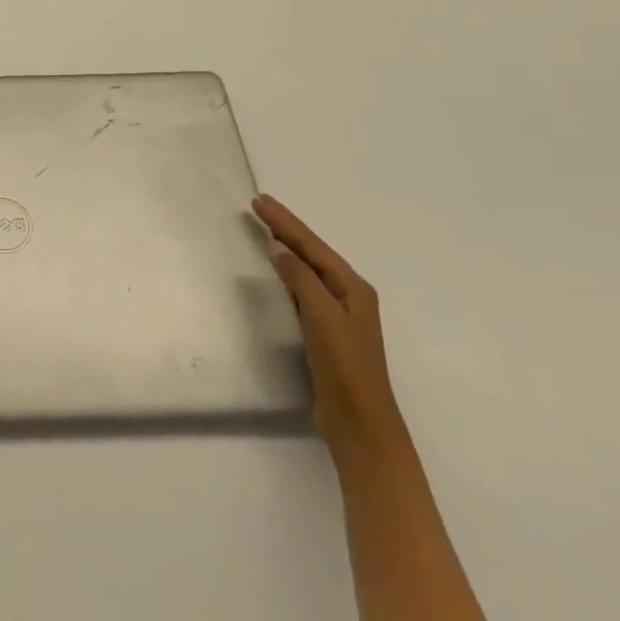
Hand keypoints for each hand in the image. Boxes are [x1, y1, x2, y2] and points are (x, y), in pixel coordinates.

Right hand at [253, 195, 409, 465]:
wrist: (359, 419)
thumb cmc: (344, 366)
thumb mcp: (323, 317)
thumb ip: (302, 280)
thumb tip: (280, 249)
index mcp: (353, 288)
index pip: (312, 246)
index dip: (286, 223)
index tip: (260, 201)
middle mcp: (348, 295)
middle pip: (312, 253)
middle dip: (287, 228)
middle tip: (260, 206)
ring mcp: (337, 313)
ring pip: (308, 269)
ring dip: (287, 247)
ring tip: (265, 228)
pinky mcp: (324, 330)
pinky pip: (303, 288)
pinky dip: (288, 271)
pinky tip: (277, 269)